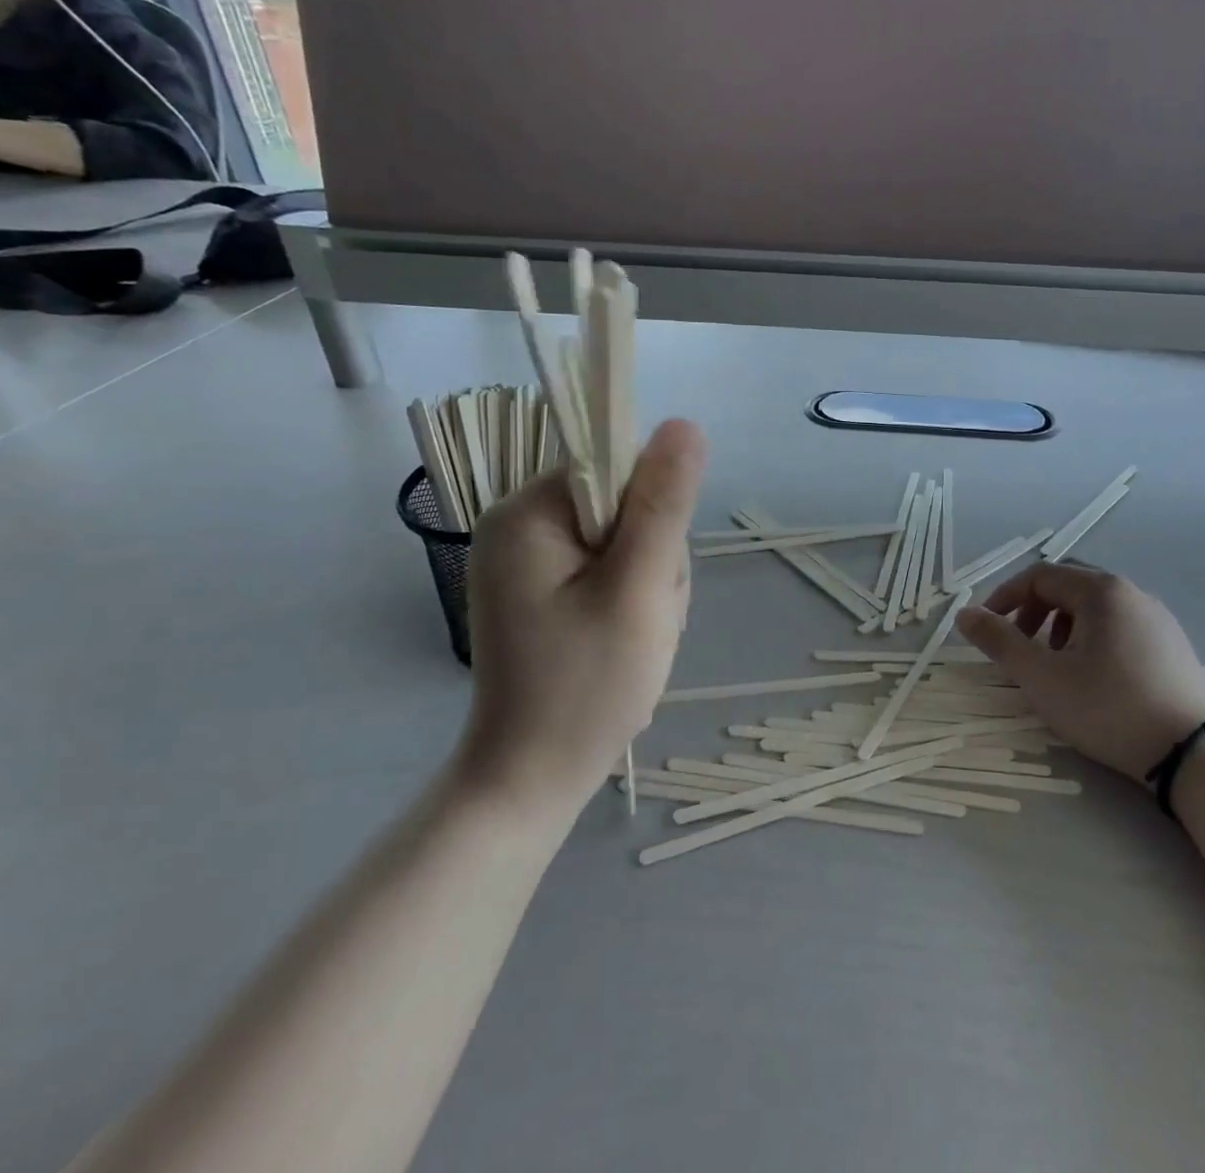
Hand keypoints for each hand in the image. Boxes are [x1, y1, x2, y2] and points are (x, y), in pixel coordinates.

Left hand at [460, 419, 707, 810]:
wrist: (531, 781)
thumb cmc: (586, 688)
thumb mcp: (638, 590)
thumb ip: (663, 505)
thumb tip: (686, 424)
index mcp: (528, 513)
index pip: (616, 466)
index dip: (654, 512)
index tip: (654, 572)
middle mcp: (519, 524)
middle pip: (623, 502)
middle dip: (654, 557)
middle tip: (646, 616)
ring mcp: (529, 559)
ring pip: (625, 538)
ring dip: (650, 582)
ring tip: (639, 635)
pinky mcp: (543, 588)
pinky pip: (609, 567)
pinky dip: (632, 598)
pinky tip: (628, 638)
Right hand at [958, 564, 1204, 782]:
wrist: (1191, 756)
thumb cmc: (1108, 708)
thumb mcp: (1042, 677)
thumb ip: (999, 641)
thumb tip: (964, 614)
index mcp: (1101, 590)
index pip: (1040, 576)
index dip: (1005, 597)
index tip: (987, 629)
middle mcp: (1132, 593)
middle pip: (1068, 587)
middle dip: (1034, 612)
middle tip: (1020, 647)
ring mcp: (1157, 618)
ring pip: (1094, 607)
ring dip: (1061, 627)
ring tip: (1055, 666)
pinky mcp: (1172, 645)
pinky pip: (1119, 625)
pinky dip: (1092, 638)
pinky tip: (1093, 677)